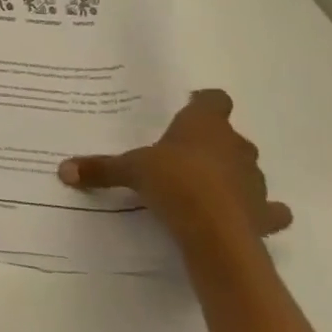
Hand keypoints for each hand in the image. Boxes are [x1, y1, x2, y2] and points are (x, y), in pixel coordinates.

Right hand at [58, 89, 290, 247]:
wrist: (214, 231)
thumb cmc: (173, 182)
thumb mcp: (130, 171)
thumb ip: (101, 168)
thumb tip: (63, 169)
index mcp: (204, 124)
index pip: (214, 100)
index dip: (203, 104)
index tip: (188, 110)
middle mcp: (234, 146)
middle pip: (229, 136)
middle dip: (212, 143)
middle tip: (184, 155)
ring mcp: (254, 180)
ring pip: (247, 169)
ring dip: (232, 175)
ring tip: (206, 188)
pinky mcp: (265, 213)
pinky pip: (269, 209)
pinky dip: (262, 211)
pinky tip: (246, 216)